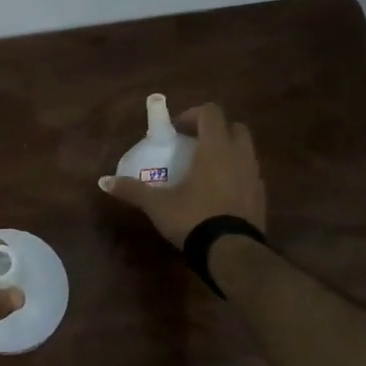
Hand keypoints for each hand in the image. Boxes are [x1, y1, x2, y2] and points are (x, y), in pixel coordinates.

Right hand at [99, 101, 265, 247]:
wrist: (231, 252)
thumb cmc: (193, 218)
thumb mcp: (157, 205)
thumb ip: (132, 190)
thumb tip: (104, 181)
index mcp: (215, 148)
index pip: (211, 113)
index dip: (193, 115)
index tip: (176, 130)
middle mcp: (239, 155)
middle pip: (234, 127)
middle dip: (215, 130)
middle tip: (194, 146)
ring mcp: (254, 176)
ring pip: (245, 151)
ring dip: (227, 152)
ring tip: (205, 170)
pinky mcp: (261, 196)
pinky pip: (250, 175)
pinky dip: (236, 175)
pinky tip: (219, 193)